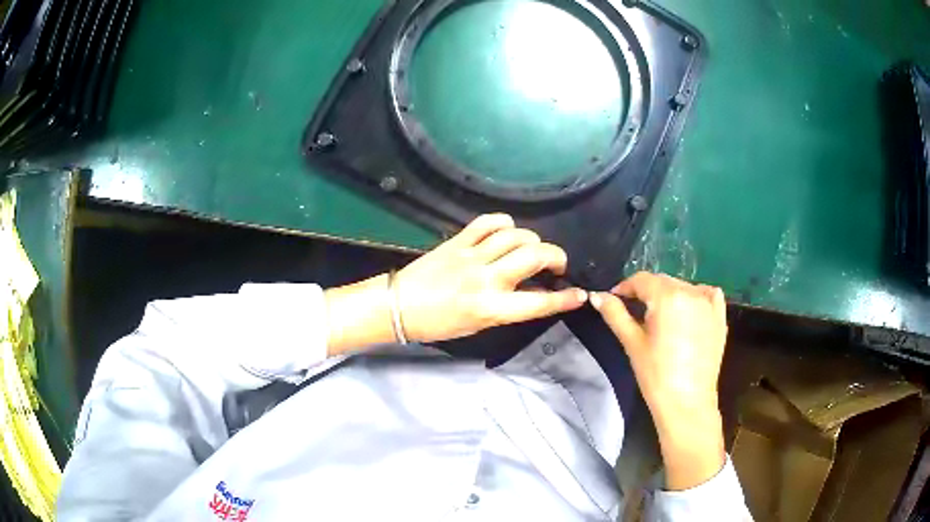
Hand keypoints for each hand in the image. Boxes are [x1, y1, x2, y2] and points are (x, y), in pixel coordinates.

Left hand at [396, 213, 587, 342]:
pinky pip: (488, 222)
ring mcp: (472, 256)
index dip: (565, 298)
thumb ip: (506, 308)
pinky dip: (505, 223)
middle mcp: (486, 279)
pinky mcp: (458, 241)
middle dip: (556, 257)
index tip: (580, 294)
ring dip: (533, 240)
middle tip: (555, 265)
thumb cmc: (437, 324)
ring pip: (516, 235)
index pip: (538, 302)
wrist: (399, 306)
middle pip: (534, 256)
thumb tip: (530, 291)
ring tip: (531, 250)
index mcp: (491, 308)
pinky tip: (508, 231)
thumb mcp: (477, 326)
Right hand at [590, 272, 727, 489]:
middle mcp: (691, 292)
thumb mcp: (632, 343)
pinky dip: (696, 296)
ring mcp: (709, 303)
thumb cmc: (656, 375)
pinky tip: (688, 311)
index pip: (642, 280)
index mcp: (667, 297)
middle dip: (647, 292)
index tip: (615, 299)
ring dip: (669, 294)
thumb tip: (597, 296)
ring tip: (660, 316)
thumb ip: (615, 314)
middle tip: (635, 311)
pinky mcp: (720, 316)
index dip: (626, 287)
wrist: (687, 402)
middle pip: (663, 281)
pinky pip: (707, 294)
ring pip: (683, 287)